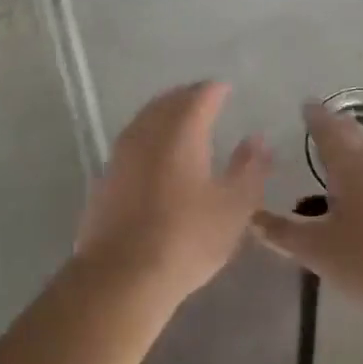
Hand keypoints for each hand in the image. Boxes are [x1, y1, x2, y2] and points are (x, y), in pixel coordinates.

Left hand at [75, 82, 271, 301]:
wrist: (122, 274)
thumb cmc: (187, 238)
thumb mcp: (233, 207)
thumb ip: (249, 168)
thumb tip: (257, 138)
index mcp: (181, 132)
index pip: (199, 97)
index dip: (214, 90)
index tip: (225, 89)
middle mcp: (147, 134)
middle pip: (167, 102)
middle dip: (186, 97)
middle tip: (203, 98)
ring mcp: (121, 155)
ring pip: (144, 120)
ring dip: (163, 113)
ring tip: (179, 120)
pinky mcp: (105, 178)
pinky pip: (130, 142)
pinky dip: (147, 136)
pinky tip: (154, 153)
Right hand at [252, 101, 362, 317]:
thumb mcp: (318, 250)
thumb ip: (284, 233)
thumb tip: (253, 218)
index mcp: (351, 165)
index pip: (329, 131)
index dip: (316, 117)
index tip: (308, 104)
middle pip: (358, 138)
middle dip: (340, 130)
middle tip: (327, 124)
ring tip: (349, 164)